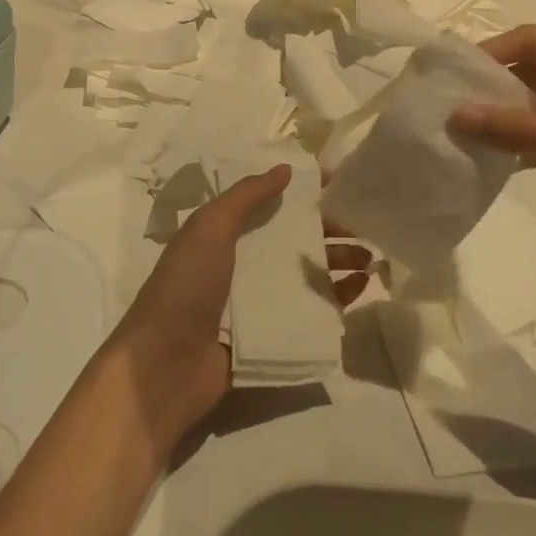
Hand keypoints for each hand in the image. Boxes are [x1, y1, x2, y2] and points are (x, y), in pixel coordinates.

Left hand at [108, 166, 378, 445]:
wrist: (165, 366)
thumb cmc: (185, 287)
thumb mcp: (209, 229)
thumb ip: (246, 197)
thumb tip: (286, 168)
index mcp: (224, 235)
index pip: (270, 205)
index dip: (301, 193)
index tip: (338, 182)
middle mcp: (244, 264)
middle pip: (294, 240)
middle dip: (329, 230)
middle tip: (365, 226)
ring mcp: (259, 302)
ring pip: (307, 274)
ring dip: (338, 262)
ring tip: (371, 257)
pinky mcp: (273, 336)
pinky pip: (310, 312)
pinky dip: (336, 299)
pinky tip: (360, 288)